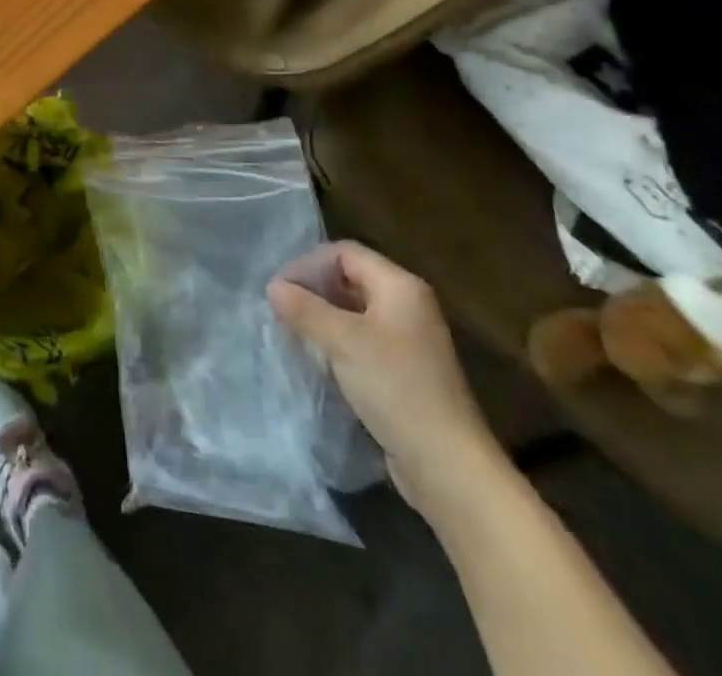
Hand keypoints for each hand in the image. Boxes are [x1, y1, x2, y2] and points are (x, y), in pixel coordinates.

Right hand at [269, 242, 503, 523]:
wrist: (448, 466)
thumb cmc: (396, 388)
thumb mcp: (343, 341)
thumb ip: (305, 309)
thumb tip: (273, 287)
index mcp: (400, 287)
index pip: (344, 253)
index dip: (309, 264)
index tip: (280, 289)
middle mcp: (407, 306)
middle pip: (349, 280)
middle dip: (313, 291)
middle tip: (281, 310)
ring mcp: (408, 341)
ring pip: (353, 313)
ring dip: (322, 319)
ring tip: (292, 334)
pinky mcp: (404, 372)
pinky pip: (362, 342)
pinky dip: (336, 343)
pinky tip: (317, 360)